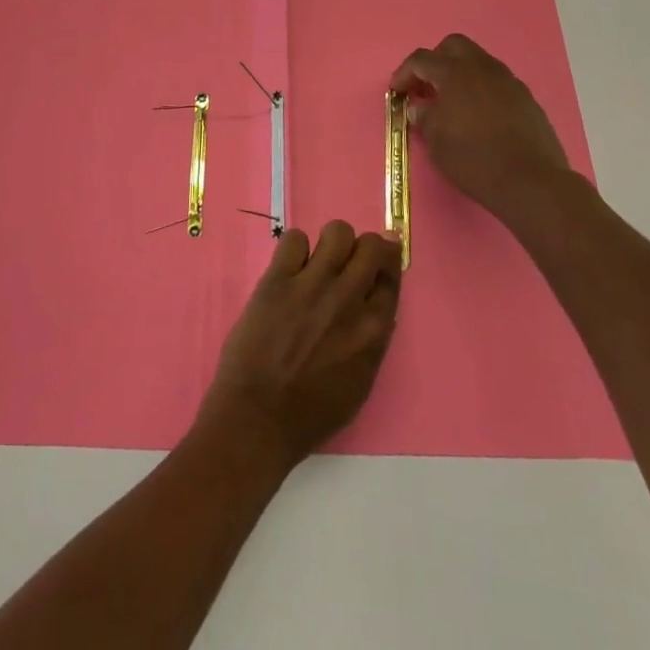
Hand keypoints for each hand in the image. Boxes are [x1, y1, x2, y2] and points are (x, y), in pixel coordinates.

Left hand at [195, 222, 402, 472]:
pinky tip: (290, 268)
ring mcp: (312, 285)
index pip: (392, 277)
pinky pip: (295, 238)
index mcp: (373, 331)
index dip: (386, 263)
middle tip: (349, 259)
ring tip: (317, 262)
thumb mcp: (359, 383)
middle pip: (371, 246)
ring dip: (331, 243)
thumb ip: (371, 341)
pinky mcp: (278, 279)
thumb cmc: (310, 413)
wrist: (257, 418)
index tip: (379, 259)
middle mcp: (348, 299)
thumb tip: (374, 307)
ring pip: (337, 232)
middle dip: (364, 247)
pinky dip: (295, 248)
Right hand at [391, 33, 585, 226]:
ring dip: (461, 74)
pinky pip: (497, 82)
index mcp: (455, 74)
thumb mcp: (436, 143)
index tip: (397, 91)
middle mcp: (483, 69)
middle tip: (427, 87)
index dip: (404, 72)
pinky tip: (479, 116)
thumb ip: (424, 117)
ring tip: (453, 102)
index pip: (422, 59)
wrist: (530, 182)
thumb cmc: (474, 160)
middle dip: (435, 61)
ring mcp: (508, 81)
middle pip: (454, 46)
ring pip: (479, 61)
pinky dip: (482, 89)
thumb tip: (420, 107)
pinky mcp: (526, 98)